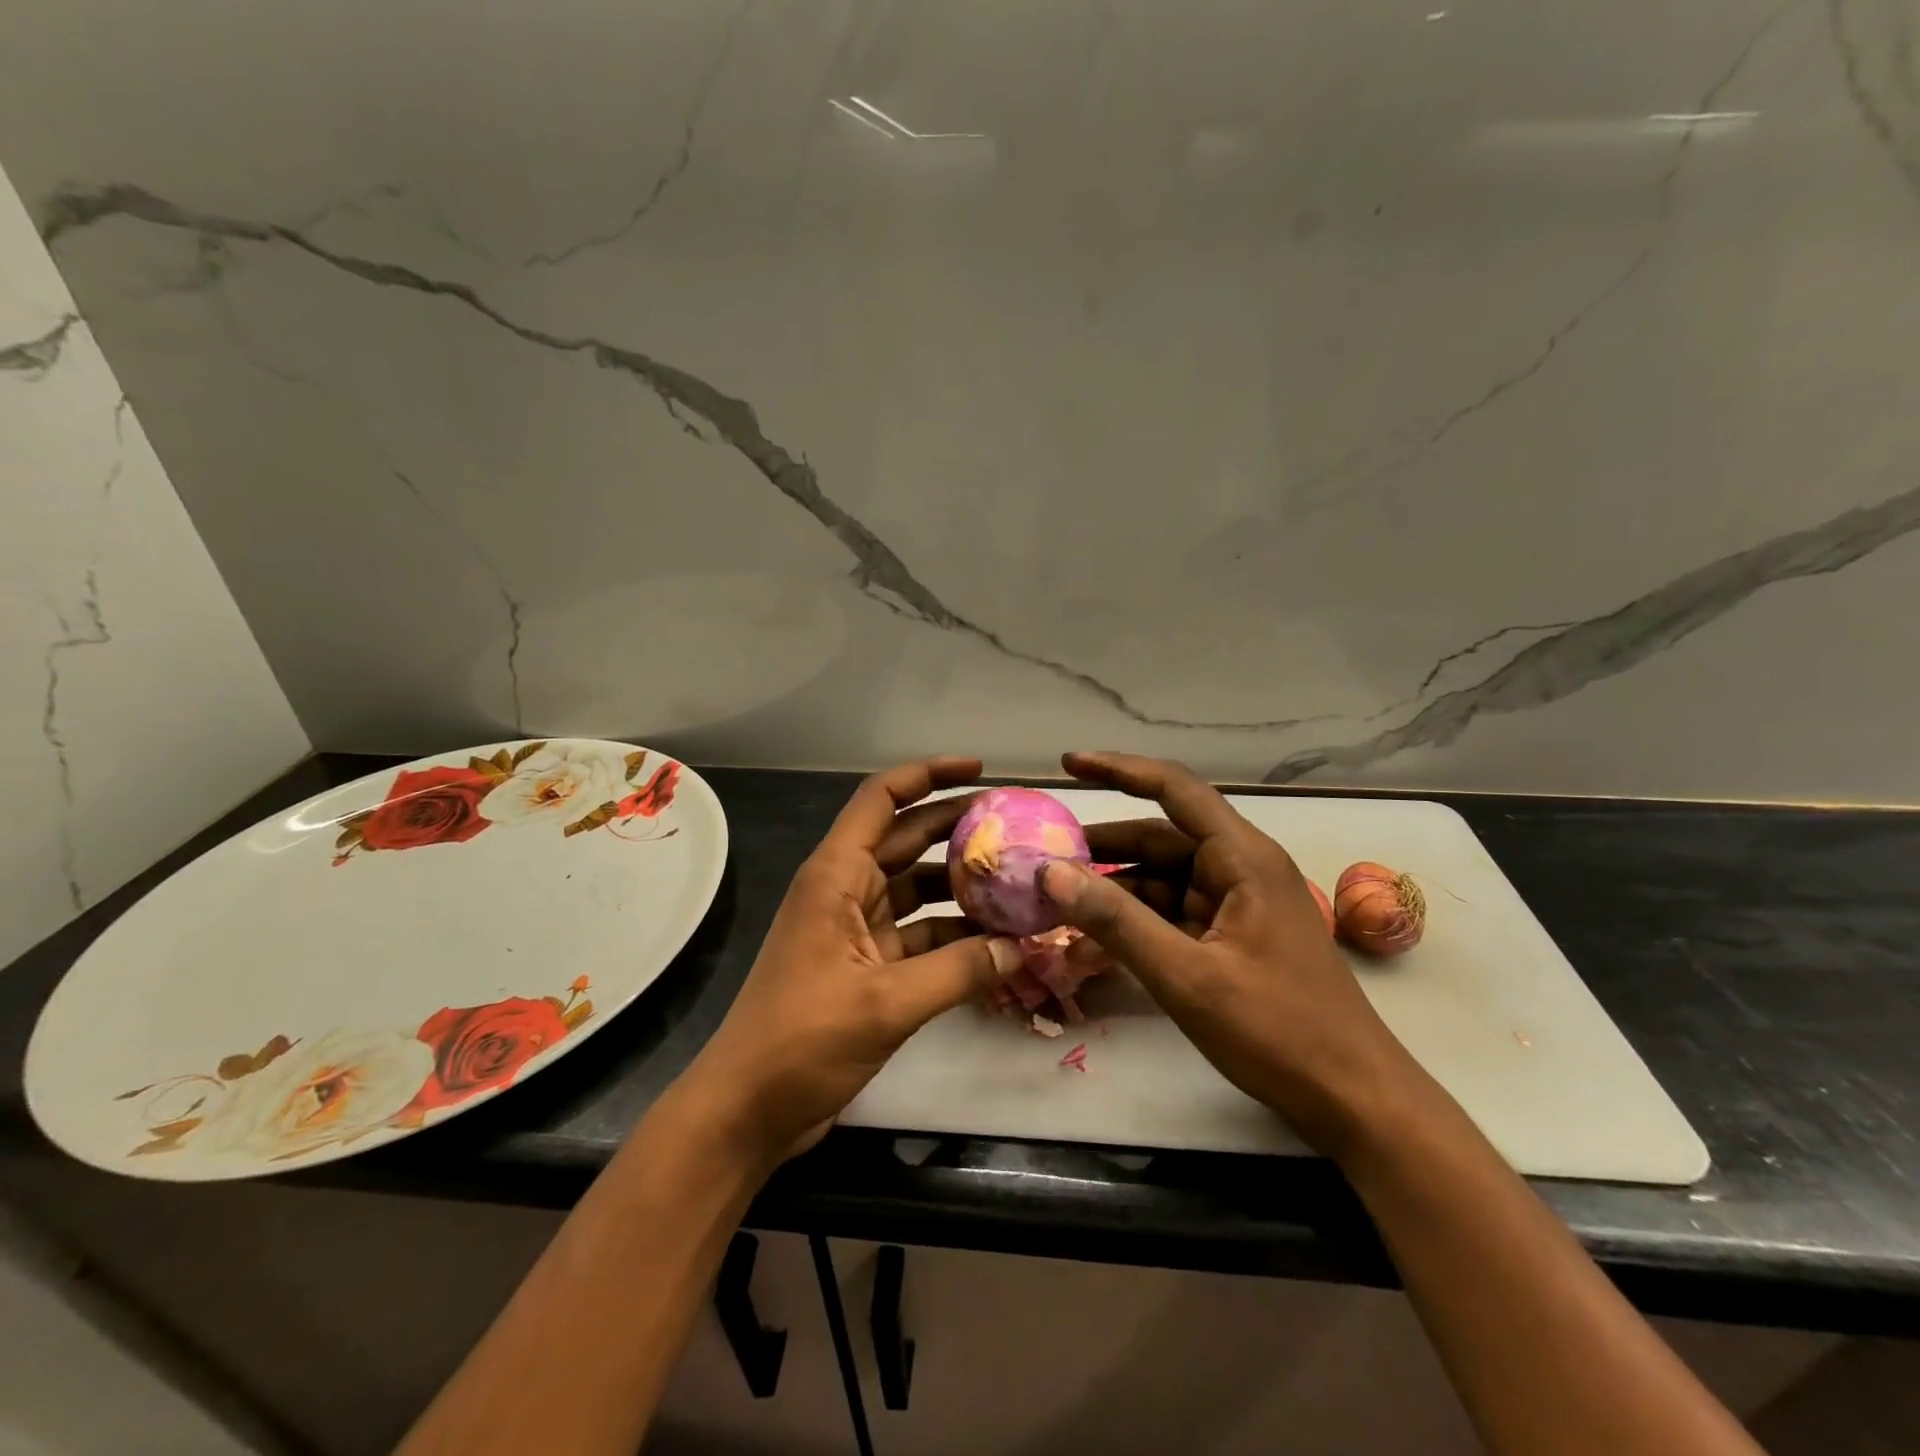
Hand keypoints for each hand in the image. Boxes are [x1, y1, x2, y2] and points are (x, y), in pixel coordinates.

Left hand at [677, 757, 1019, 1168]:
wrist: (748, 1111)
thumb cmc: (802, 1040)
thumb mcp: (886, 1003)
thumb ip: (959, 971)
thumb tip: (1023, 947)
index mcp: (836, 876)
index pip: (881, 799)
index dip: (928, 775)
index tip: (979, 772)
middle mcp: (846, 890)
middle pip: (907, 839)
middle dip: (958, 828)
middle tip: (1017, 826)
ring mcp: (856, 929)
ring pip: (917, 890)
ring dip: (961, 887)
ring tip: (1018, 884)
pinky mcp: (867, 966)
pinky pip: (919, 936)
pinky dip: (954, 937)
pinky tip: (997, 946)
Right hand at [1043, 752, 1427, 1157]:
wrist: (1355, 1099)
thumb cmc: (1278, 1031)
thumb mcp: (1187, 977)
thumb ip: (1117, 921)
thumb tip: (1051, 872)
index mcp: (1243, 858)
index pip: (1174, 789)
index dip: (1118, 770)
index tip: (1067, 765)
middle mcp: (1242, 868)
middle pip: (1162, 836)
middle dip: (1105, 844)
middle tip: (1047, 854)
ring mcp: (1240, 903)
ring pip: (1165, 877)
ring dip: (1117, 886)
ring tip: (1061, 899)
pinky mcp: (1235, 936)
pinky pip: (1176, 911)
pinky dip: (1138, 918)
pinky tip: (1098, 937)